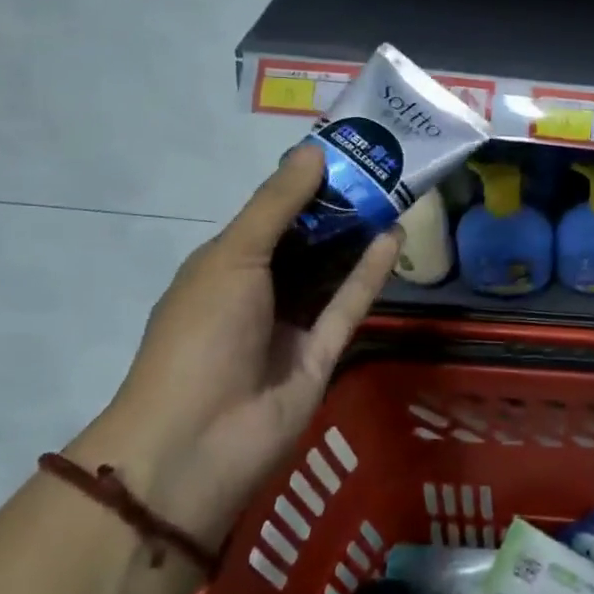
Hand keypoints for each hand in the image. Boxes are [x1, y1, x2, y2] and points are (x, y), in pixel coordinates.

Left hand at [72, 146, 400, 548]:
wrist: (196, 442)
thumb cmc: (201, 333)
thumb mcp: (233, 256)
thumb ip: (277, 206)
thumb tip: (314, 152)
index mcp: (226, 265)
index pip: (272, 215)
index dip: (306, 184)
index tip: (347, 154)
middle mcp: (260, 291)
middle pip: (307, 242)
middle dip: (340, 209)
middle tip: (383, 172)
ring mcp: (292, 324)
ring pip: (332, 272)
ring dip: (359, 238)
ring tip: (397, 197)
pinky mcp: (322, 354)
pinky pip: (348, 305)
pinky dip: (370, 273)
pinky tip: (395, 237)